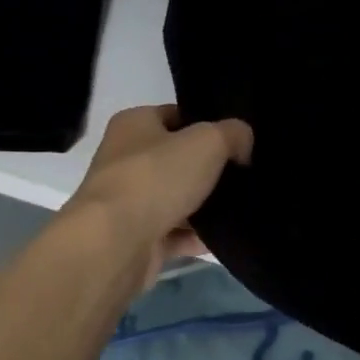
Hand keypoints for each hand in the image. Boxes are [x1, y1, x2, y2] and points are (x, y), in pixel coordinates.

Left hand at [67, 105, 251, 287]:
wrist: (116, 243)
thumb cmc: (156, 179)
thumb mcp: (208, 142)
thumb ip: (232, 134)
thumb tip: (243, 142)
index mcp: (134, 125)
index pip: (175, 116)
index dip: (207, 125)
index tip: (237, 141)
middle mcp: (126, 159)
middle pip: (177, 160)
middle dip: (209, 169)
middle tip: (244, 175)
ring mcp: (129, 202)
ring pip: (176, 199)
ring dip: (204, 207)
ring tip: (241, 208)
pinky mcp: (136, 239)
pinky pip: (174, 234)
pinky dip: (196, 238)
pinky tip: (224, 240)